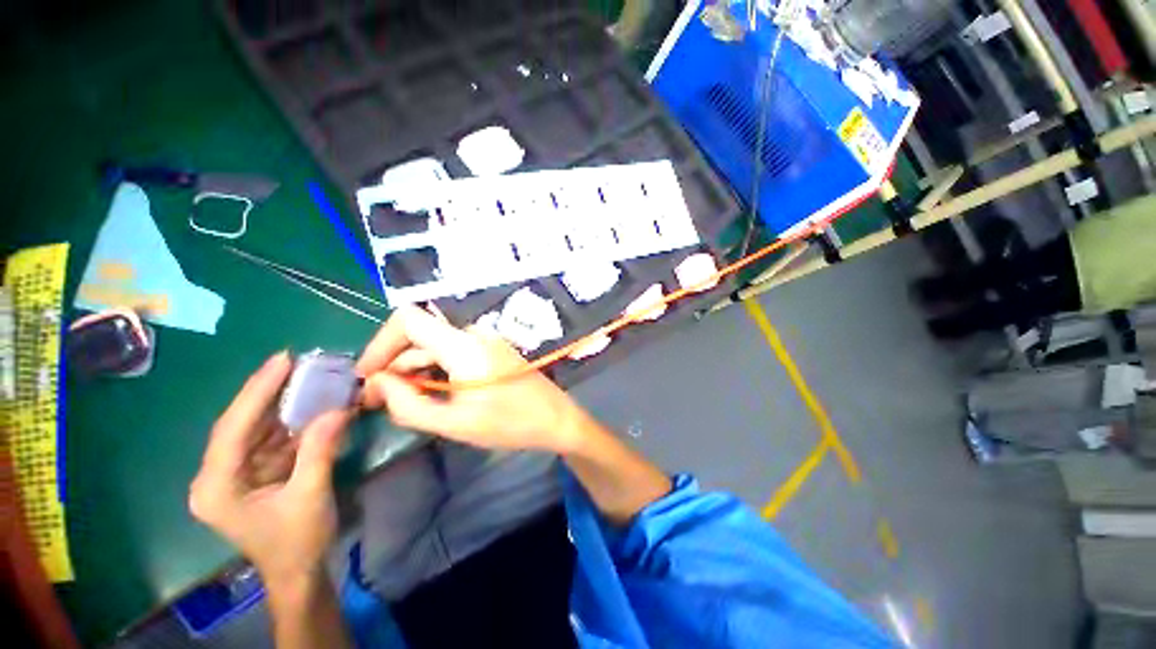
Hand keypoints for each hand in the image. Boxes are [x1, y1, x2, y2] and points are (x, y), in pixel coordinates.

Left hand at [189, 353, 350, 587]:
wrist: (299, 572)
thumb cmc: (298, 541)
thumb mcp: (310, 495)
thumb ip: (320, 449)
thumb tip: (339, 408)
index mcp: (216, 487)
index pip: (233, 428)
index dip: (257, 391)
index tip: (282, 360)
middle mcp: (217, 476)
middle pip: (241, 424)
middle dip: (268, 392)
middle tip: (295, 362)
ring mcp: (235, 475)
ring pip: (256, 428)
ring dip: (283, 404)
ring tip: (307, 377)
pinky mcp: (255, 474)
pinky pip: (271, 439)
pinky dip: (293, 422)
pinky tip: (311, 405)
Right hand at [357, 306, 588, 452]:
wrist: (555, 418)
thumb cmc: (511, 423)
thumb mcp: (455, 422)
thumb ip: (409, 405)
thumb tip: (378, 383)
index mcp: (464, 345)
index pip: (408, 320)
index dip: (379, 344)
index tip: (366, 377)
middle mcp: (473, 334)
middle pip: (419, 335)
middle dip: (392, 364)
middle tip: (376, 400)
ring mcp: (483, 340)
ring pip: (434, 345)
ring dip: (411, 368)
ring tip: (398, 400)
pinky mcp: (489, 349)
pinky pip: (451, 351)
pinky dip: (432, 368)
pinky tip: (426, 392)